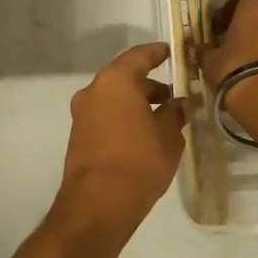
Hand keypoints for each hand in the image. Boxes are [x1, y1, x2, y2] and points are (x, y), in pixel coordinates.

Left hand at [51, 43, 186, 243]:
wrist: (97, 204)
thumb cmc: (139, 161)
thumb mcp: (168, 136)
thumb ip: (174, 113)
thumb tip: (179, 103)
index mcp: (116, 81)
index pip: (138, 56)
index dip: (156, 53)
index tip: (169, 53)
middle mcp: (94, 90)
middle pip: (123, 77)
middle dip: (147, 84)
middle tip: (171, 95)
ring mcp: (82, 113)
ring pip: (113, 98)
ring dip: (135, 102)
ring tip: (160, 118)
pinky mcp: (78, 135)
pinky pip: (104, 115)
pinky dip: (122, 117)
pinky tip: (141, 134)